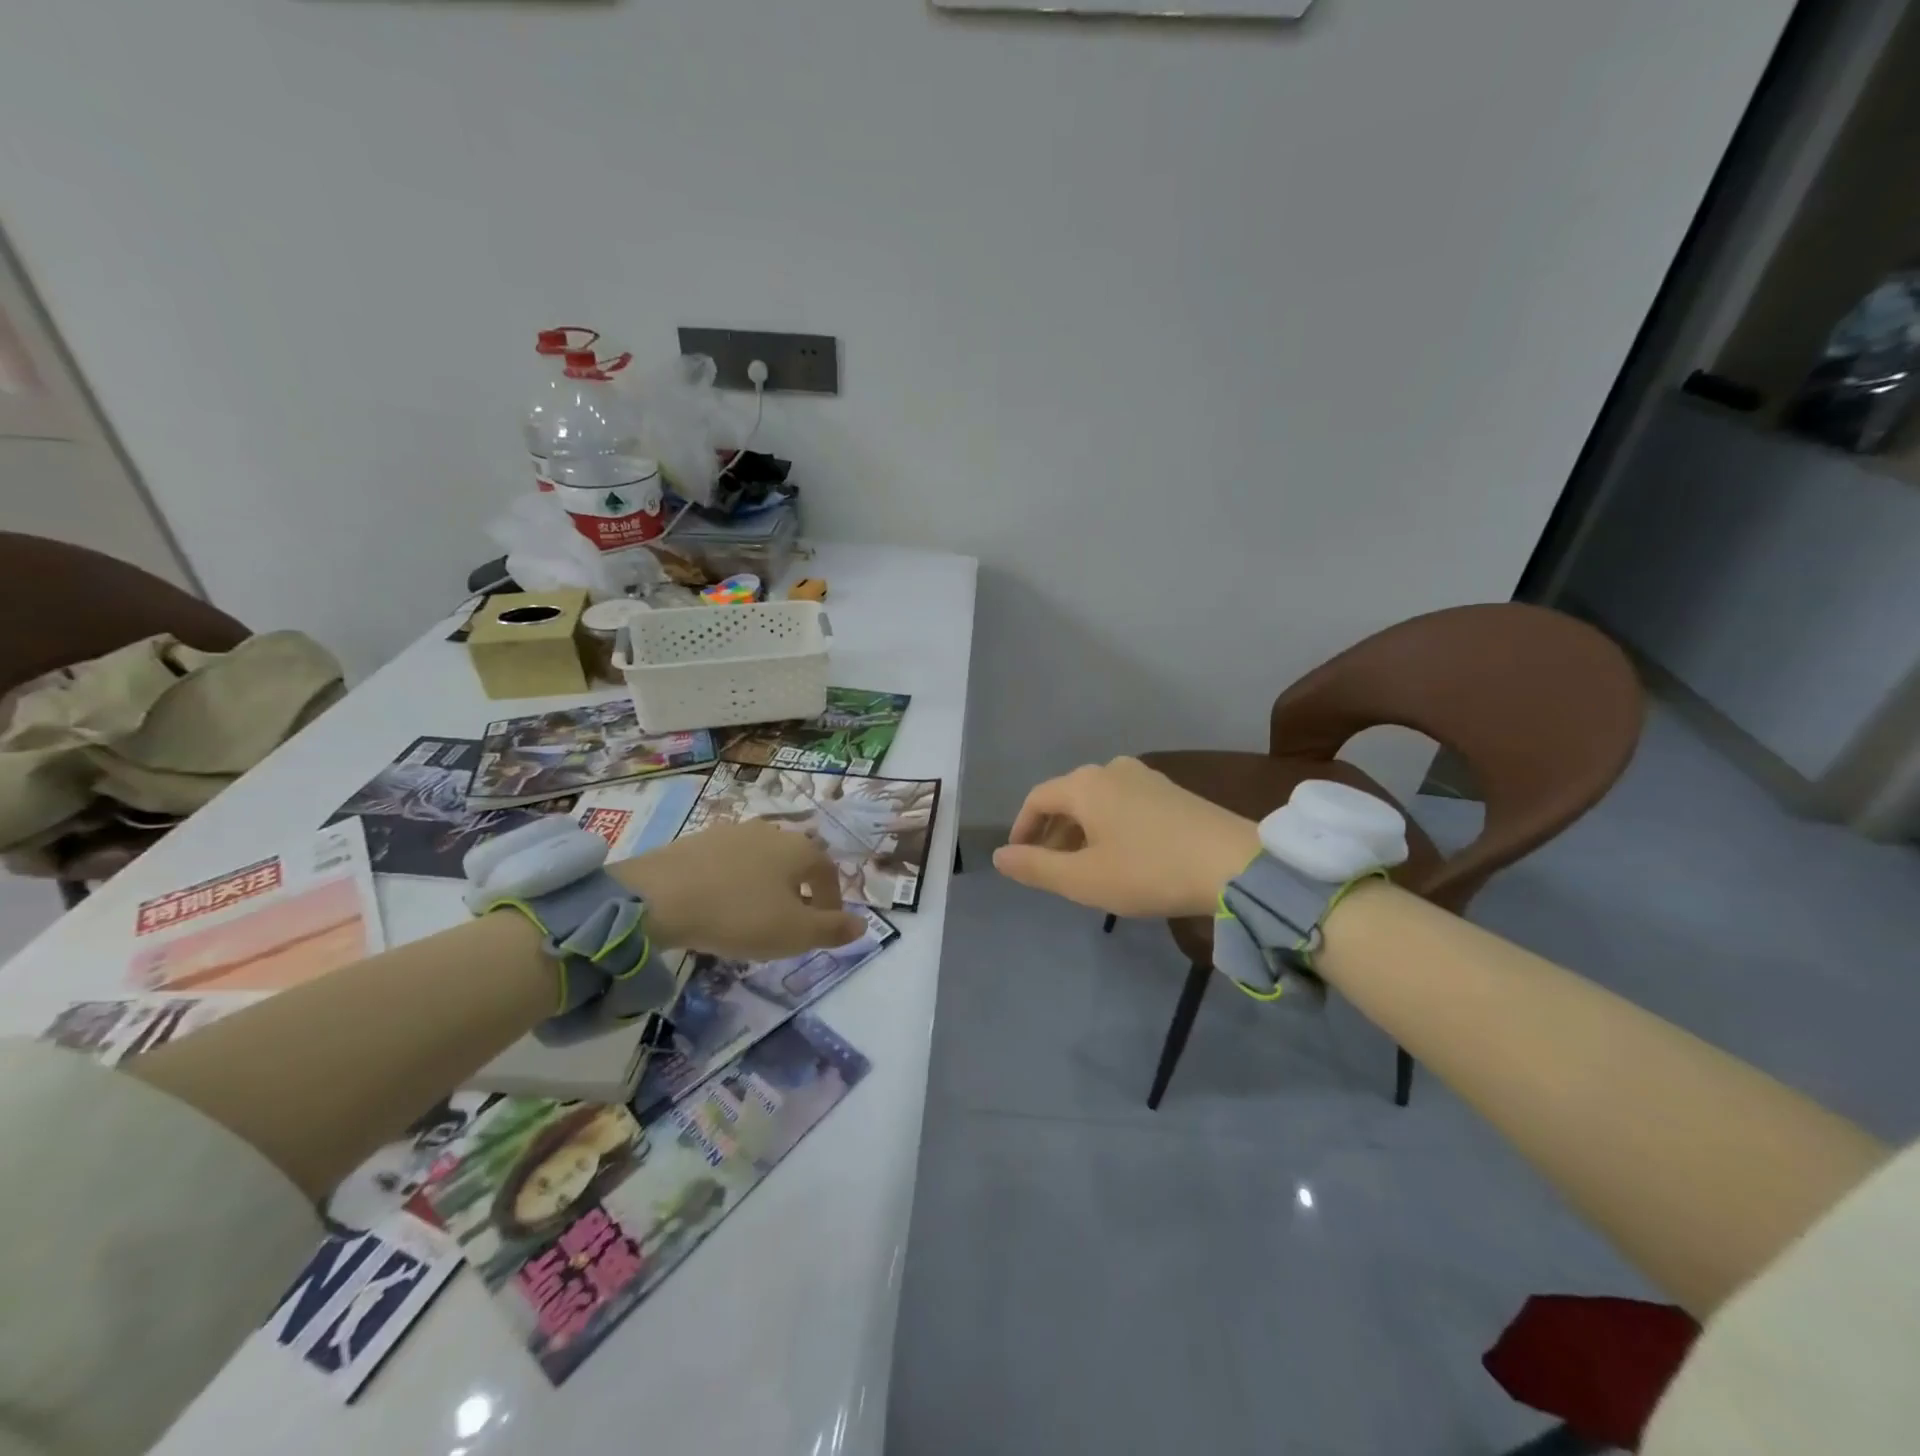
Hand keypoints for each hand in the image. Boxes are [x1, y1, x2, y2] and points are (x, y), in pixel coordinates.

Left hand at [612, 821, 866, 959]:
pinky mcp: (698, 839)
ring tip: (754, 917)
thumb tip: (863, 925)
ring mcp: (732, 832)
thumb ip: (832, 929)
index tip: (823, 929)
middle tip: (789, 925)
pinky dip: (736, 883)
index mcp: (799, 849)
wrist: (658, 897)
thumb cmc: (738, 915)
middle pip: (796, 863)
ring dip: (766, 886)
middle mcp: (771, 831)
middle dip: (799, 893)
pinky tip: (721, 905)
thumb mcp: (793, 933)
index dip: (831, 903)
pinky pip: (730, 863)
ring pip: (762, 861)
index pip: (828, 873)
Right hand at [993, 757, 1260, 917]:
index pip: (1037, 799)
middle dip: (1052, 834)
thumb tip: (999, 856)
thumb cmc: (1149, 870)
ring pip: (1097, 802)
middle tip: (1051, 870)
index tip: (1019, 859)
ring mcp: (1145, 777)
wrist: (1234, 865)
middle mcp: (1111, 770)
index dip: (1022, 829)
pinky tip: (1122, 857)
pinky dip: (1109, 827)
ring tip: (1085, 868)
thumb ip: (1036, 867)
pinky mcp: (1171, 792)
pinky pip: (1123, 804)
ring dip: (1081, 832)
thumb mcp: (1083, 879)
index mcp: (1084, 785)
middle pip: (1067, 798)